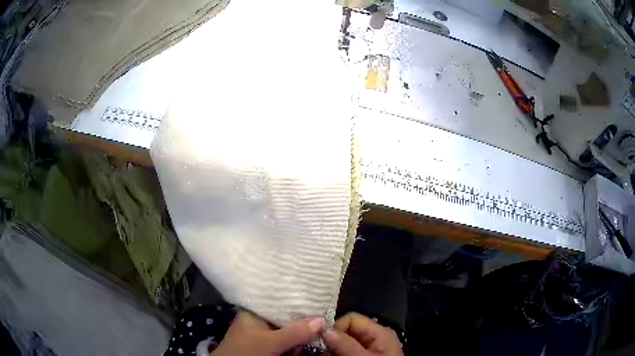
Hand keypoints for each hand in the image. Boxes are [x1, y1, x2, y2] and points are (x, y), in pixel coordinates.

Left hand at [211, 311, 324, 355]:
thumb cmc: (246, 351)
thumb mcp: (270, 342)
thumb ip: (295, 332)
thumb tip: (322, 320)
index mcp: (254, 311)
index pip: (279, 301)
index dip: (298, 303)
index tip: (318, 304)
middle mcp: (258, 319)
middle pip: (285, 317)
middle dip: (301, 325)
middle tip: (315, 330)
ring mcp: (261, 333)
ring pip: (286, 330)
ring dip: (298, 337)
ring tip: (304, 343)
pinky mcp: (265, 345)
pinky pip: (284, 340)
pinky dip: (292, 345)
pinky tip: (296, 349)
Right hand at [323, 313, 402, 355]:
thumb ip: (346, 345)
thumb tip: (324, 330)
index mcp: (379, 332)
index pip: (351, 319)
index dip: (335, 328)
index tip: (322, 342)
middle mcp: (374, 337)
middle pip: (348, 330)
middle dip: (332, 340)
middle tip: (319, 351)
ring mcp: (370, 349)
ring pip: (345, 342)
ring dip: (333, 349)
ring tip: (323, 355)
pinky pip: (348, 351)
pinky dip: (338, 354)